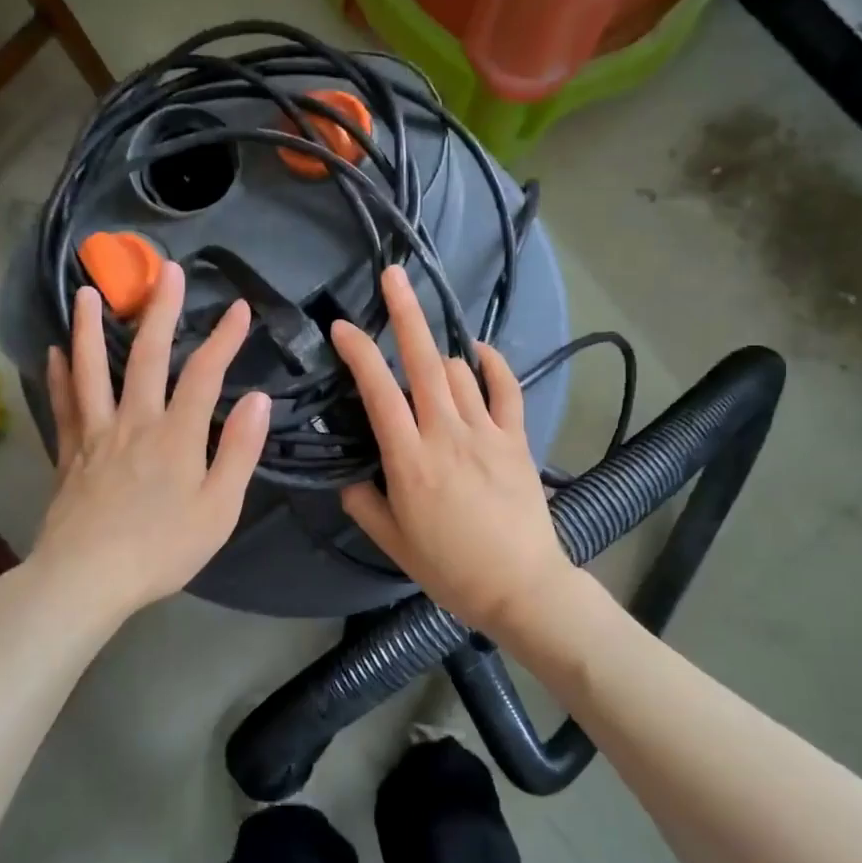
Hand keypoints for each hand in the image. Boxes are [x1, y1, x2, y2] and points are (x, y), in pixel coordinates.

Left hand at [29, 263, 270, 622]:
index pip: (205, 373)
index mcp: (176, 435)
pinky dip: (60, 375)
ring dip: (91, 327)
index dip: (224, 338)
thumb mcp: (219, 509)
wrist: (86, 579)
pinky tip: (55, 352)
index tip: (240, 308)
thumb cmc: (162, 549)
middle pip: (146, 355)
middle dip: (160, 309)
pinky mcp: (68, 453)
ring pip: (92, 369)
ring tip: (88, 291)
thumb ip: (239, 451)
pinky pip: (63, 404)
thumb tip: (259, 399)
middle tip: (166, 270)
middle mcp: (134, 421)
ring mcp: (95, 434)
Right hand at [330, 266, 571, 635]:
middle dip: (405, 313)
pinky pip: (505, 388)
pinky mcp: (516, 438)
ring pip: (457, 370)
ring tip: (423, 358)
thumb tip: (349, 475)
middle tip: (392, 276)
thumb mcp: (393, 542)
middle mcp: (447, 433)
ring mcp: (486, 432)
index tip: (340, 328)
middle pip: (422, 361)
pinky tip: (478, 353)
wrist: (521, 587)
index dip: (358, 352)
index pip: (378, 391)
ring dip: (436, 354)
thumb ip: (364, 503)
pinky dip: (492, 364)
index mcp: (410, 459)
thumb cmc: (450, 569)